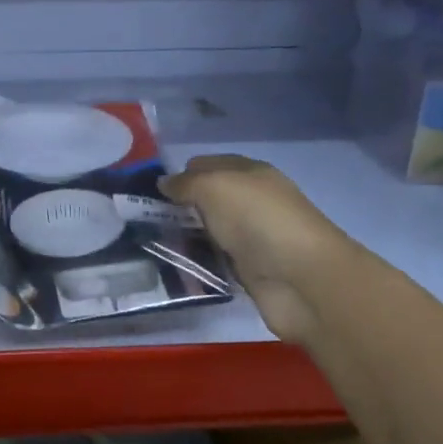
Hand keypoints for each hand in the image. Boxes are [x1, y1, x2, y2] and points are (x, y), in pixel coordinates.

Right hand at [161, 155, 354, 344]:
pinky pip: (215, 260)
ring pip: (209, 231)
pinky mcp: (249, 270)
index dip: (181, 173)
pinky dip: (197, 262)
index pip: (209, 164)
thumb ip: (186, 183)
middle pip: (208, 199)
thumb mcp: (215, 187)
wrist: (301, 279)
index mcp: (251, 173)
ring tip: (148, 242)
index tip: (149, 191)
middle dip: (179, 206)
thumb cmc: (258, 220)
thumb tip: (164, 183)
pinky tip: (172, 265)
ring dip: (185, 236)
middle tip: (141, 218)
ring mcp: (252, 237)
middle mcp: (252, 202)